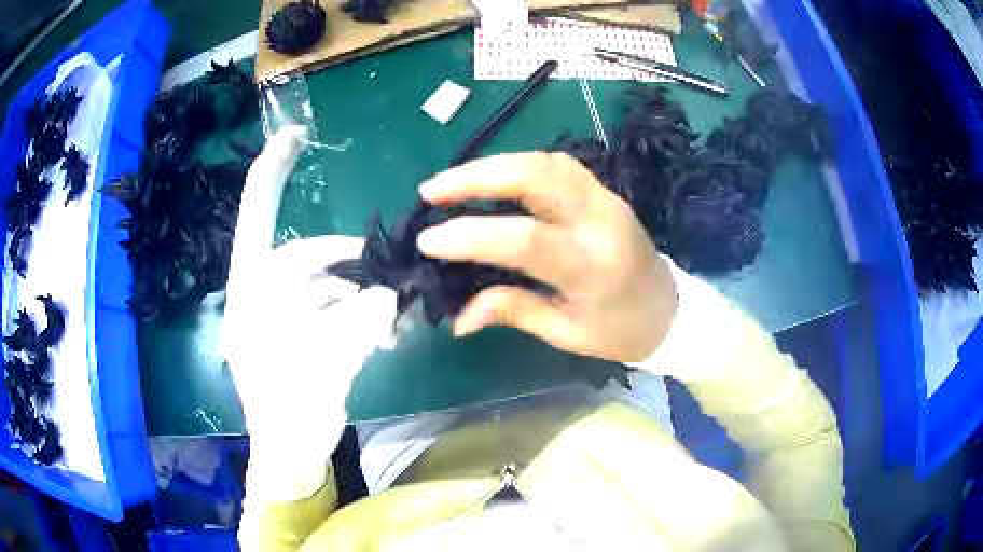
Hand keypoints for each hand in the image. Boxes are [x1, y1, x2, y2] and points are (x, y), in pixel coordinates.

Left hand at [224, 127, 395, 500]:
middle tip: (390, 292)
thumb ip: (360, 322)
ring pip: (332, 286)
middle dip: (354, 272)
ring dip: (364, 302)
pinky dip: (362, 317)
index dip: (273, 171)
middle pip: (315, 257)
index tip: (294, 134)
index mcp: (252, 286)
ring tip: (391, 329)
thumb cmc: (289, 410)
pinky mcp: (306, 331)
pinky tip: (385, 336)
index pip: (258, 214)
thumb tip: (391, 297)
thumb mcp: (323, 364)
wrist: (291, 452)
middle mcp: (266, 290)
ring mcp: (287, 311)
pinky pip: (339, 308)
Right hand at [416, 152, 676, 363]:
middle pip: (536, 177)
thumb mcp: (568, 334)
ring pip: (546, 161)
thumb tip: (458, 318)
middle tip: (431, 191)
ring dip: (494, 165)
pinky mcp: (605, 192)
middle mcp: (601, 221)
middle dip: (477, 177)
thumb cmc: (621, 332)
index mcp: (593, 267)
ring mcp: (606, 199)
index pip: (525, 240)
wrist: (671, 311)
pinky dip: (518, 166)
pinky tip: (493, 178)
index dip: (471, 236)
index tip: (429, 241)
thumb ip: (514, 312)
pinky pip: (557, 166)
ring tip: (454, 182)